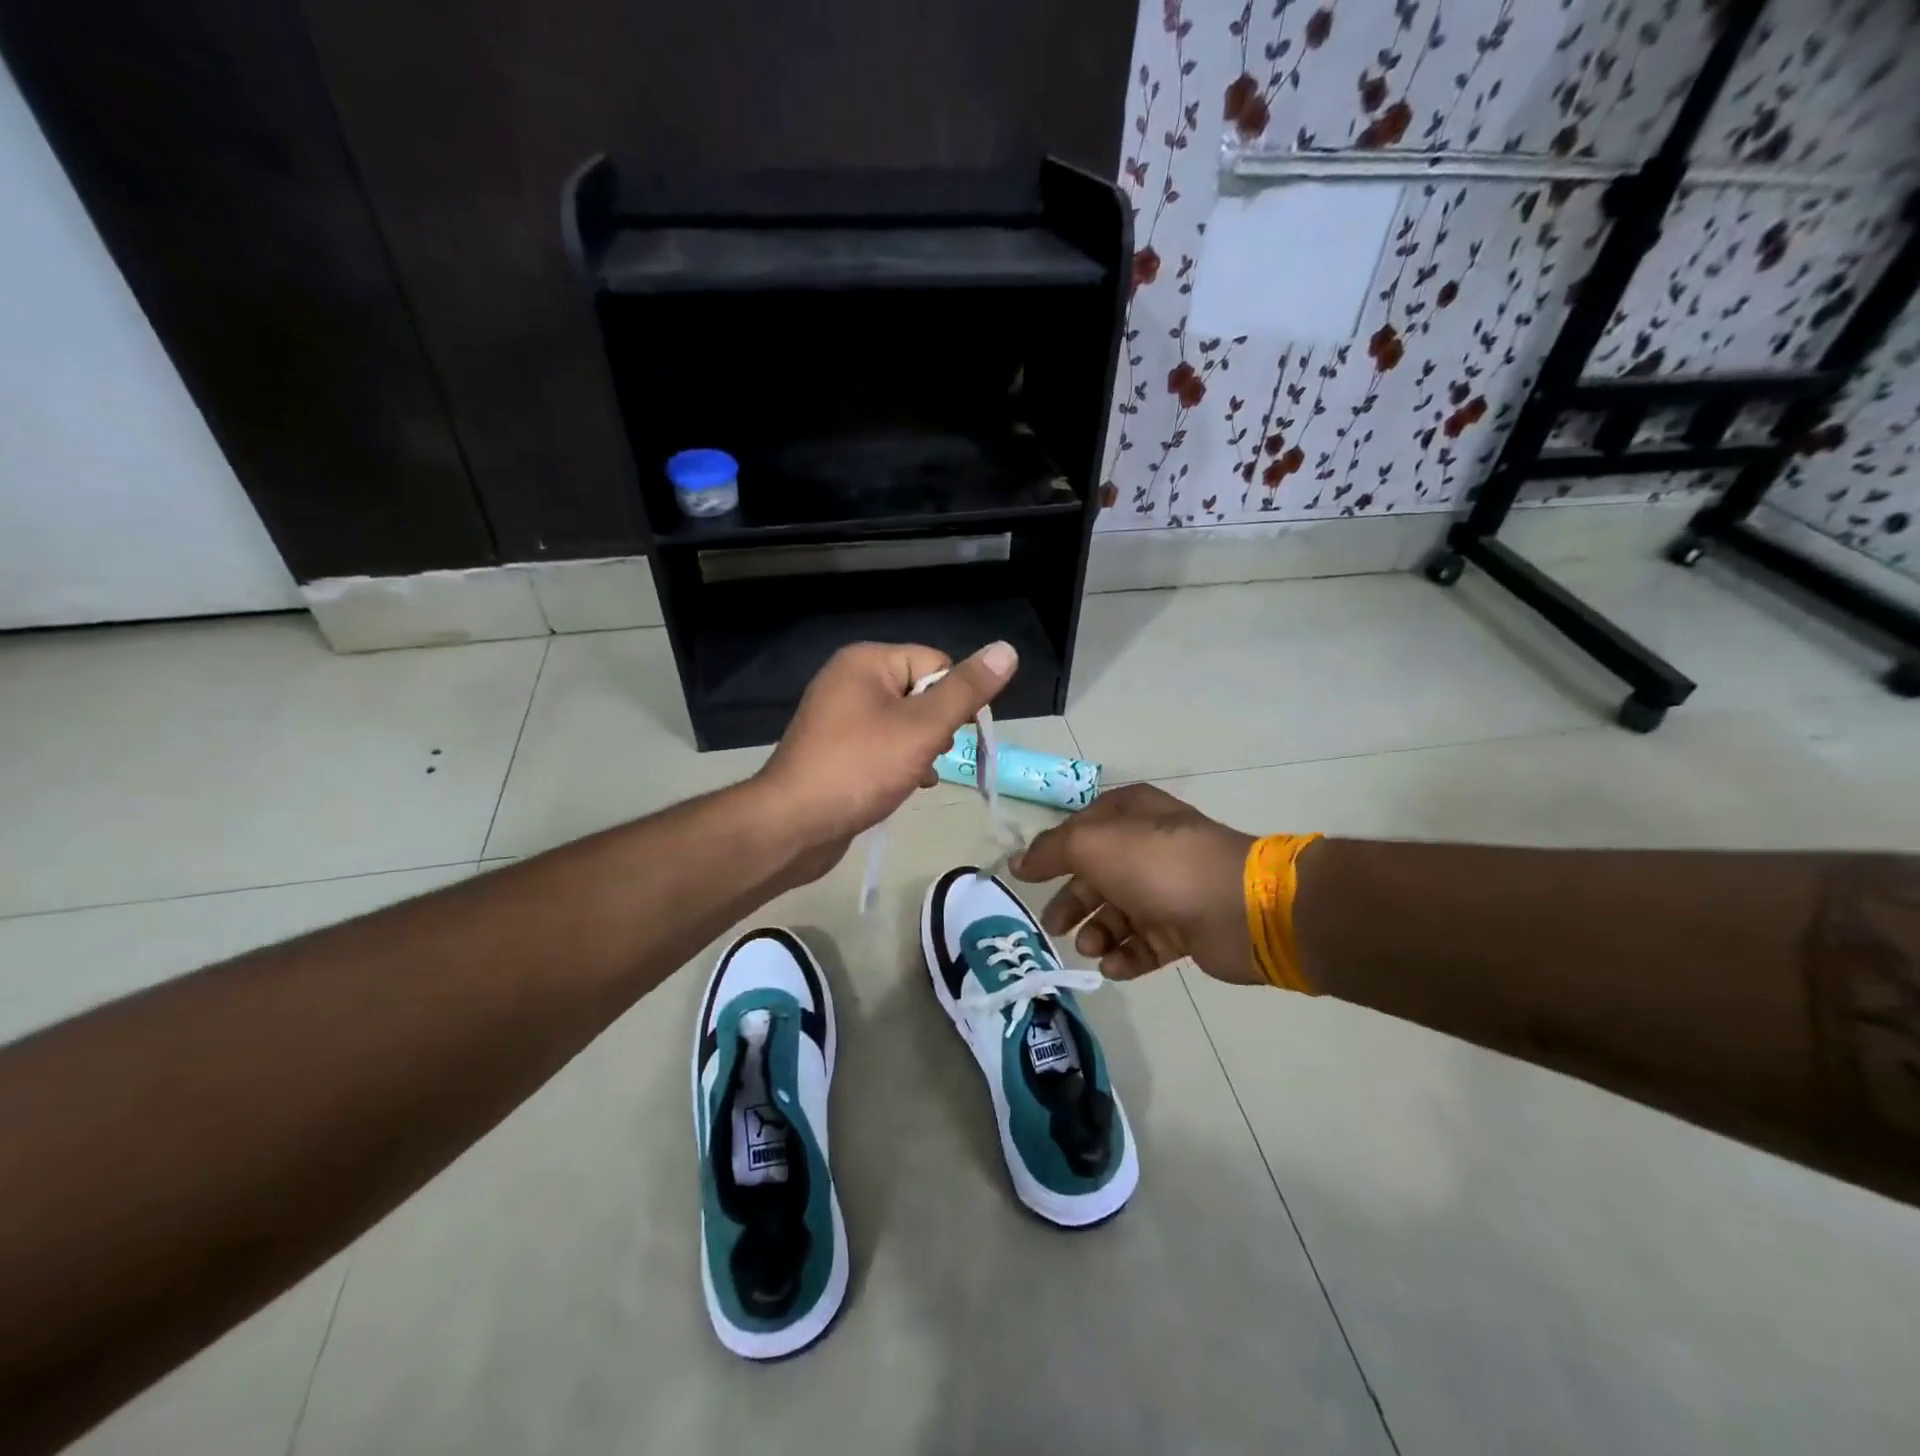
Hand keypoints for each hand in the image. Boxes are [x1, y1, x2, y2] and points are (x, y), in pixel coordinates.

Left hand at [755, 640, 1017, 862]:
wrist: (793, 825)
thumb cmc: (860, 768)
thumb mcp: (923, 727)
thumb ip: (966, 690)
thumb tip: (1006, 649)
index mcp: (867, 661)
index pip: (936, 663)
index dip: (954, 699)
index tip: (952, 736)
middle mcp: (849, 679)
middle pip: (920, 692)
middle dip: (937, 726)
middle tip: (931, 755)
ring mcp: (838, 716)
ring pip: (904, 722)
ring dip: (921, 748)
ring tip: (918, 775)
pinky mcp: (835, 748)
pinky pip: (882, 744)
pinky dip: (899, 762)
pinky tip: (907, 786)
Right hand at [1011, 783, 1259, 984]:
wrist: (1237, 908)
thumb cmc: (1158, 865)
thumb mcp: (1093, 845)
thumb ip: (1051, 851)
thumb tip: (1018, 862)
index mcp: (1130, 815)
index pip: (1080, 829)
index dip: (1053, 853)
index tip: (1027, 880)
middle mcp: (1148, 847)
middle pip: (1097, 875)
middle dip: (1073, 902)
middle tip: (1053, 927)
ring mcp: (1169, 888)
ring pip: (1119, 912)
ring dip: (1098, 932)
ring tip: (1091, 948)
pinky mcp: (1185, 927)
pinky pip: (1146, 943)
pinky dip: (1127, 956)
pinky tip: (1116, 966)